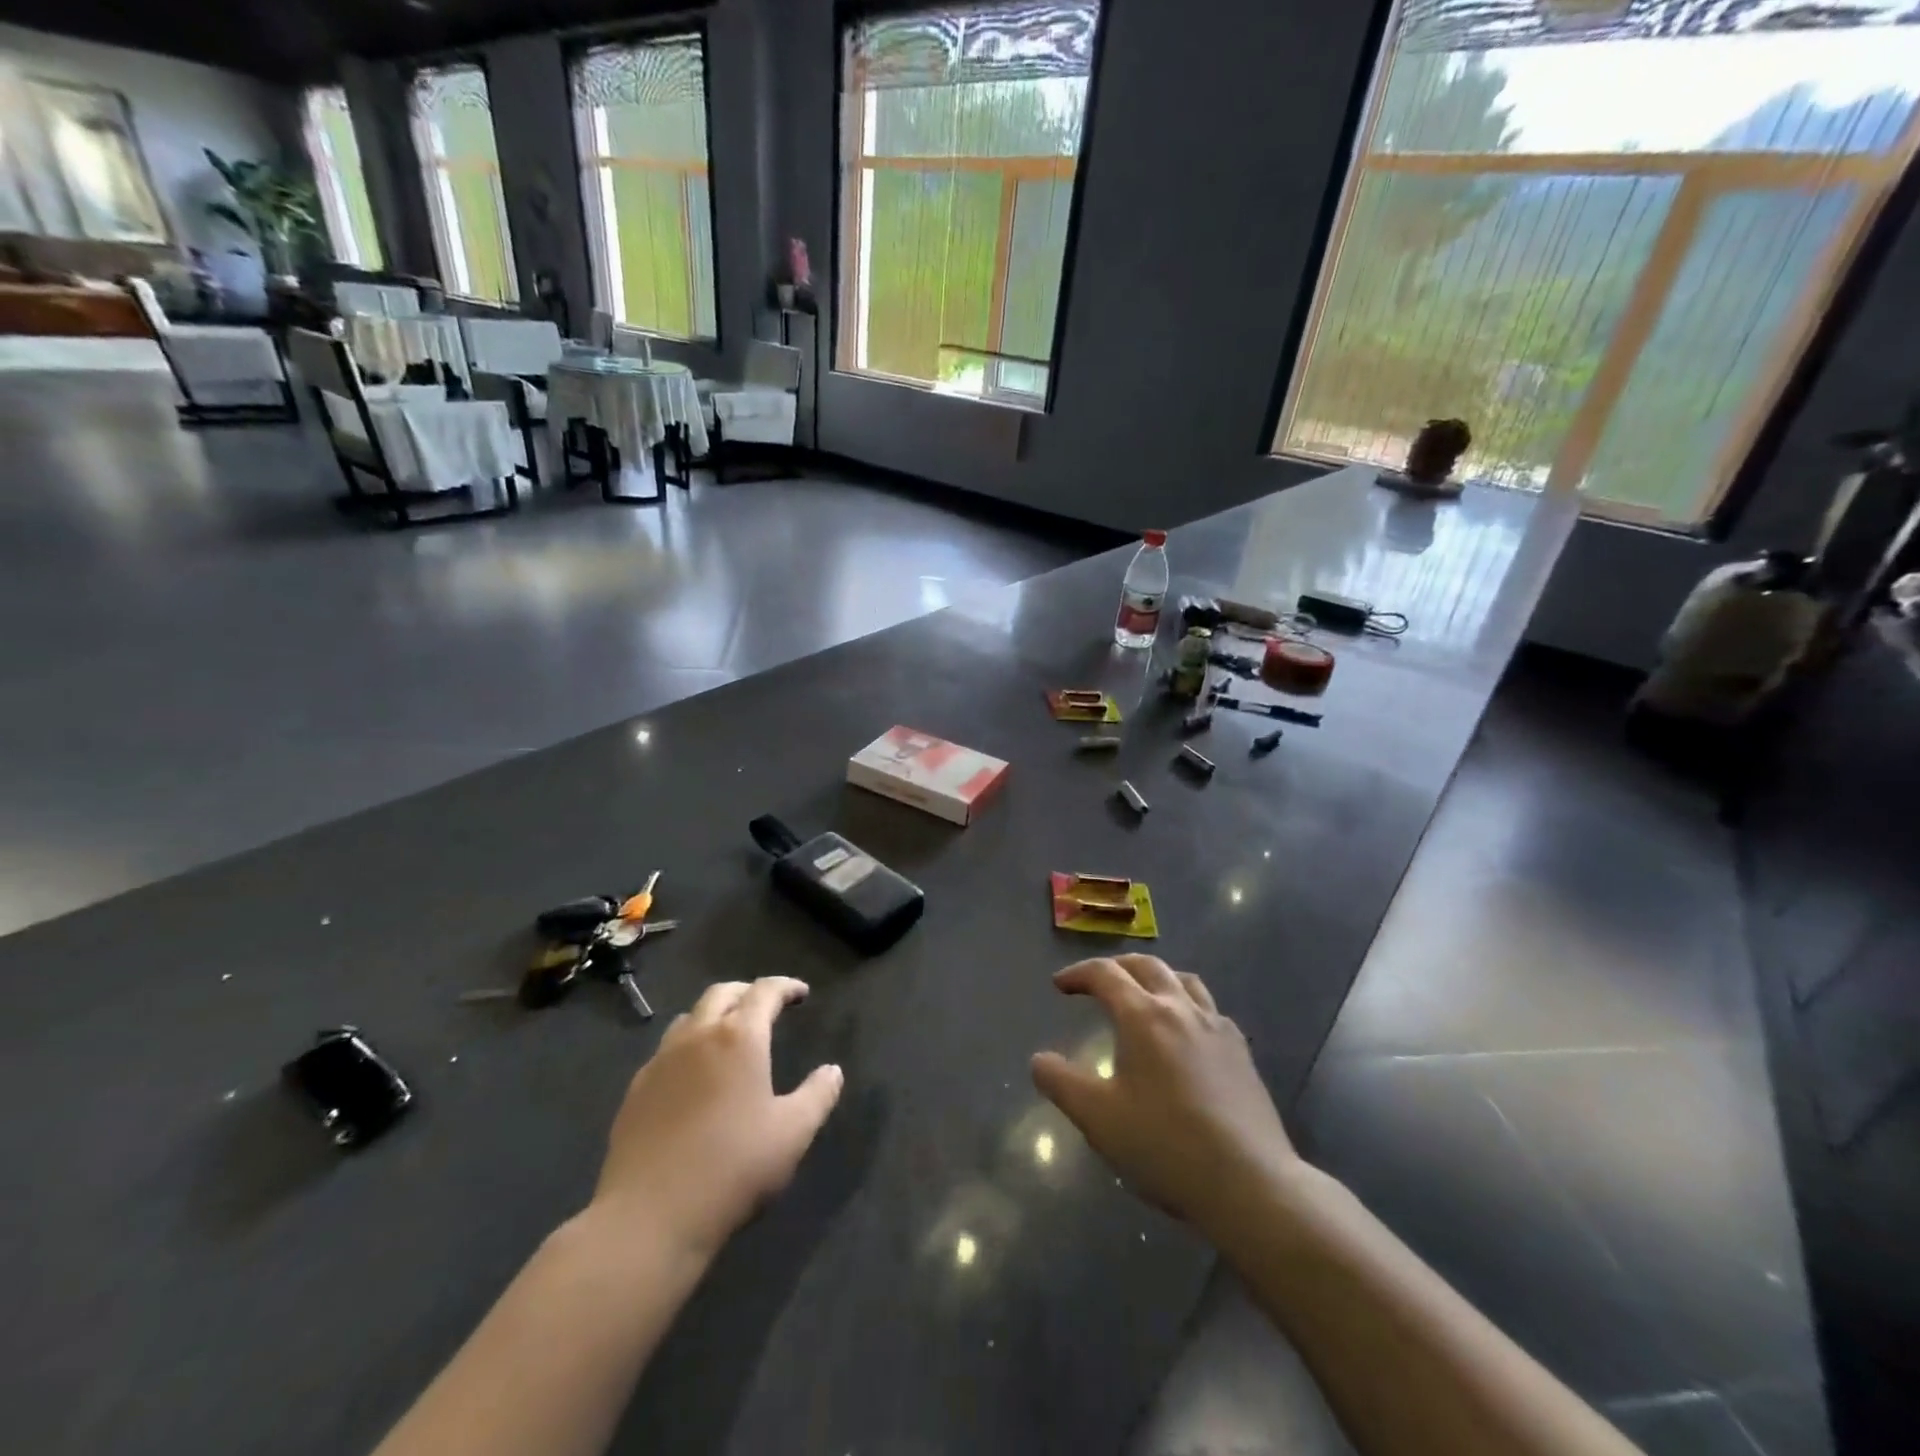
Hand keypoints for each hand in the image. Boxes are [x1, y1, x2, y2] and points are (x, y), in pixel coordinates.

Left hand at [591, 977, 842, 1259]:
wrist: (649, 1217)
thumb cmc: (733, 1168)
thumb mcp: (793, 1133)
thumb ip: (818, 1095)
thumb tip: (833, 1070)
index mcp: (739, 1037)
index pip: (765, 991)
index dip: (786, 986)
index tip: (801, 993)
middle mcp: (698, 1036)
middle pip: (722, 993)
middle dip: (748, 992)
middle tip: (766, 1005)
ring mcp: (661, 1061)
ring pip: (689, 1018)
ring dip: (713, 1015)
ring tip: (728, 1035)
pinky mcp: (636, 1090)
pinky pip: (666, 1051)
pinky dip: (687, 1047)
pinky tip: (693, 1076)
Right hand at [1031, 956, 1299, 1237]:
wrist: (1250, 1182)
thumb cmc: (1165, 1146)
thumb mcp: (1098, 1119)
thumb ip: (1061, 1083)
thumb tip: (1040, 1060)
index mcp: (1143, 1016)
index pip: (1105, 974)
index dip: (1078, 973)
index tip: (1060, 985)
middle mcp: (1180, 1008)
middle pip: (1146, 966)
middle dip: (1116, 967)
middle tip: (1096, 982)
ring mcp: (1217, 1026)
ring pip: (1183, 979)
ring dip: (1155, 977)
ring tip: (1142, 995)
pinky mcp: (1241, 1051)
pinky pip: (1209, 1008)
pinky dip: (1186, 1004)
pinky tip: (1185, 1032)